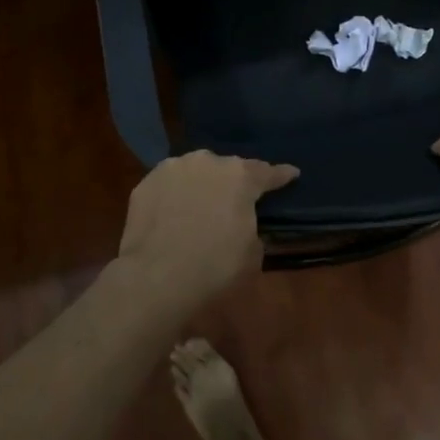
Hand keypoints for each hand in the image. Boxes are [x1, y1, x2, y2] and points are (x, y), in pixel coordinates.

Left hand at [117, 151, 298, 309]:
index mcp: (241, 176)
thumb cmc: (214, 267)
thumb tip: (243, 225)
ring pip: (195, 172)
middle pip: (228, 168)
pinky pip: (169, 185)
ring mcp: (174, 168)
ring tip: (199, 206)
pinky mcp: (147, 182)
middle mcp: (208, 162)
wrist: (156, 277)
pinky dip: (174, 195)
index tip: (292, 173)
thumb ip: (253, 229)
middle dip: (234, 182)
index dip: (281, 175)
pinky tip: (172, 213)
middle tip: (234, 201)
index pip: (268, 172)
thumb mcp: (252, 254)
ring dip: (202, 184)